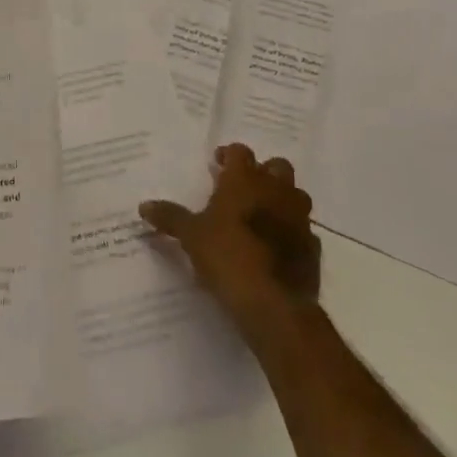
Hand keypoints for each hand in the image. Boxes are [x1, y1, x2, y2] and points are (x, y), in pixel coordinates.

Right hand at [141, 143, 320, 334]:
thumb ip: (170, 217)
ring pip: (296, 194)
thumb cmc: (228, 257)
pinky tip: (276, 246)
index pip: (240, 152)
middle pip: (276, 166)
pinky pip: (303, 229)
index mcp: (245, 180)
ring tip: (261, 215)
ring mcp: (299, 218)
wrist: (275, 304)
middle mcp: (276, 191)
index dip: (229, 155)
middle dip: (262, 172)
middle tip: (242, 188)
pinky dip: (291, 231)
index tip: (217, 166)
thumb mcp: (191, 237)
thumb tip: (143, 206)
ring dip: (281, 198)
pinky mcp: (313, 247)